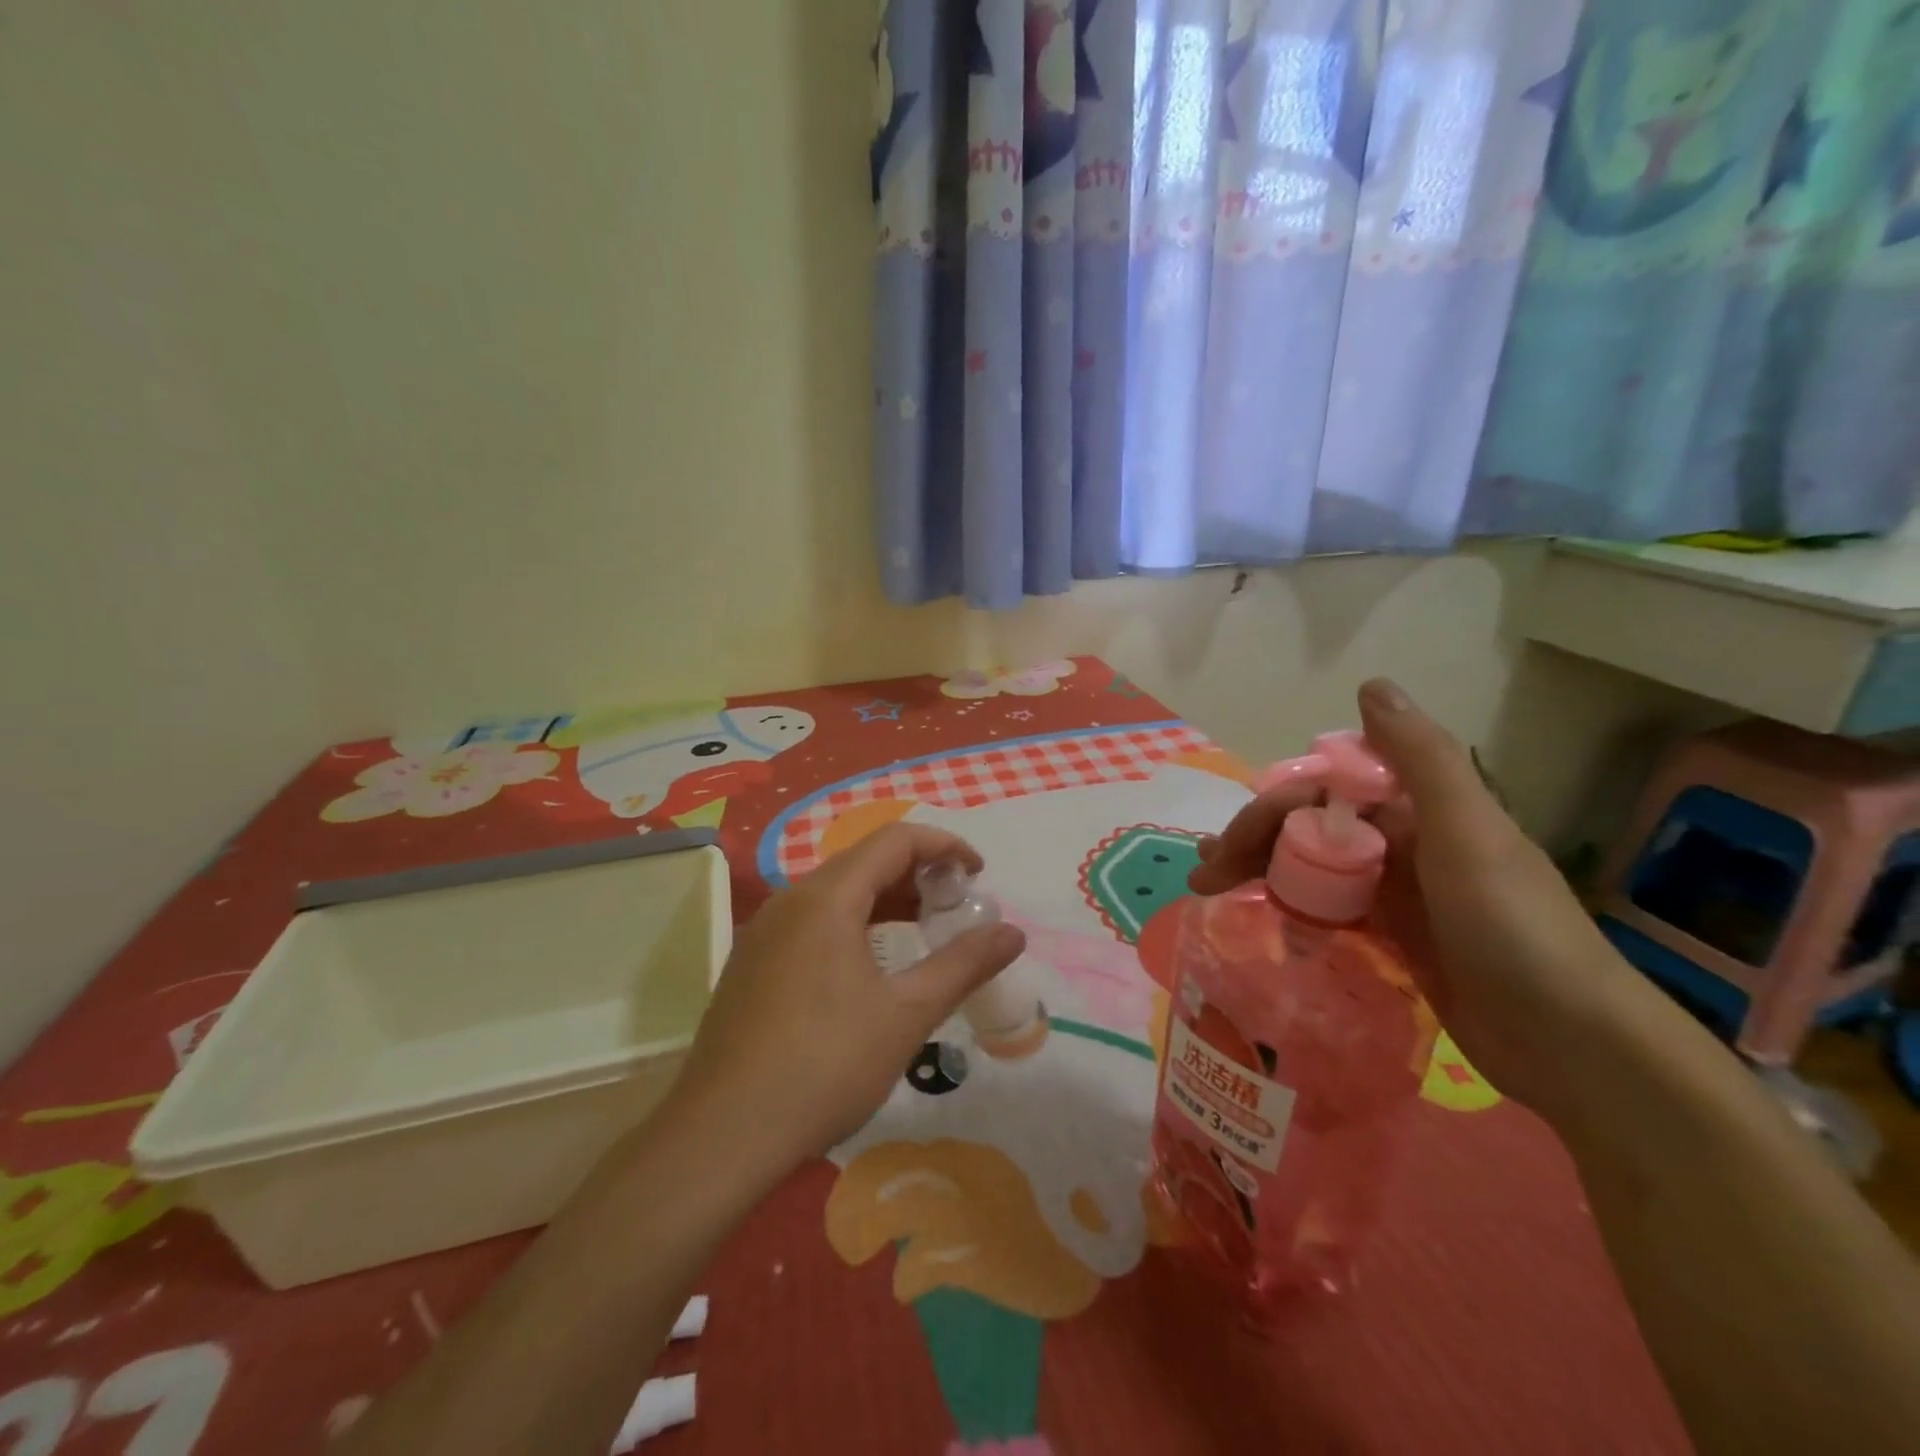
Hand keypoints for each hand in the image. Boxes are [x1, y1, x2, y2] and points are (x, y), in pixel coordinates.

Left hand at [669, 824, 1026, 1173]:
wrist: (721, 1136)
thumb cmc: (824, 1066)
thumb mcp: (906, 1015)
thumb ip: (963, 965)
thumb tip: (1013, 933)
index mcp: (826, 898)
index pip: (896, 840)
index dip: (944, 846)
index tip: (979, 875)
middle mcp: (790, 900)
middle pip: (864, 861)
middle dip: (918, 874)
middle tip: (956, 908)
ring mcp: (765, 931)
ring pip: (836, 893)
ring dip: (886, 900)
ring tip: (922, 931)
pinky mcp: (752, 963)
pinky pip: (812, 921)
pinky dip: (853, 923)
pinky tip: (869, 967)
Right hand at [1189, 679, 1635, 1114]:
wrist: (1570, 1042)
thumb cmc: (1513, 927)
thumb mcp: (1468, 832)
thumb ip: (1420, 758)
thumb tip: (1371, 685)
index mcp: (1417, 808)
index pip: (1323, 789)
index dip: (1274, 807)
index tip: (1235, 843)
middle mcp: (1401, 841)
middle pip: (1308, 826)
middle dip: (1253, 840)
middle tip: (1207, 873)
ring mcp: (1395, 890)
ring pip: (1310, 864)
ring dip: (1260, 868)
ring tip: (1211, 884)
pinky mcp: (1391, 936)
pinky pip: (1326, 907)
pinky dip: (1289, 905)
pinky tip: (1258, 915)